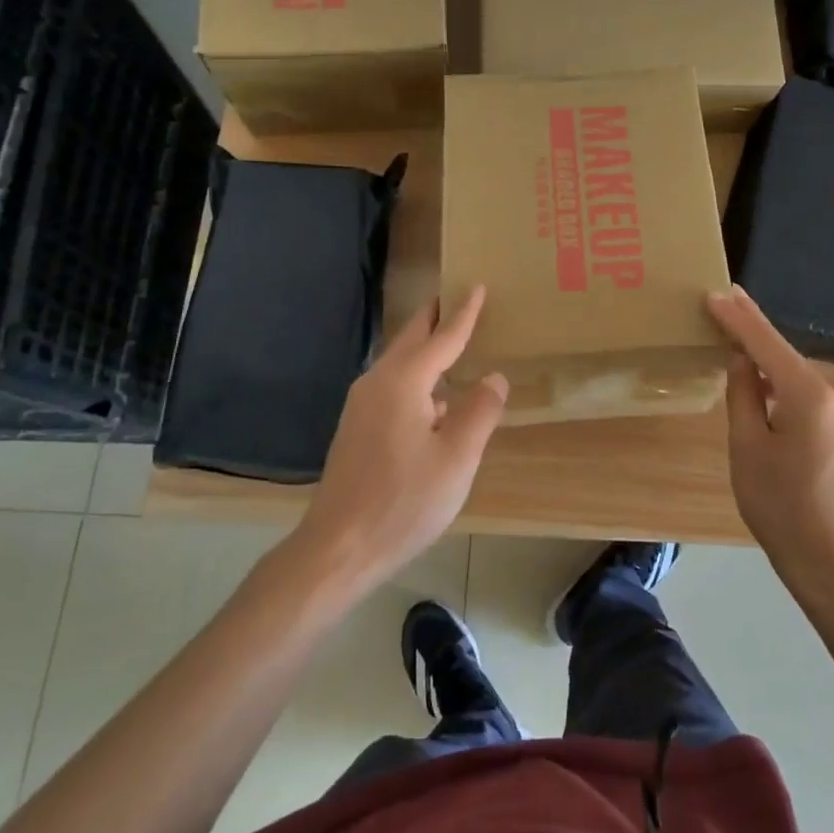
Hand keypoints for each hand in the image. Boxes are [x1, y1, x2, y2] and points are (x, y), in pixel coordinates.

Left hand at [289, 286, 506, 590]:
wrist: (339, 547)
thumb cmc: (404, 501)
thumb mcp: (457, 458)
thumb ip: (480, 412)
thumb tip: (494, 377)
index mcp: (404, 383)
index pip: (442, 338)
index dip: (463, 313)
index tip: (475, 285)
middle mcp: (377, 383)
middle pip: (411, 340)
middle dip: (434, 318)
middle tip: (456, 298)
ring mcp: (361, 406)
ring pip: (399, 363)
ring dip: (424, 348)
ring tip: (451, 341)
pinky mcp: (356, 428)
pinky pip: (392, 385)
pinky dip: (416, 375)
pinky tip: (433, 397)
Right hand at [706, 286, 833, 594]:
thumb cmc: (781, 508)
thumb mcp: (747, 448)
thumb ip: (743, 392)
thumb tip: (743, 357)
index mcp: (811, 394)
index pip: (766, 342)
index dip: (738, 317)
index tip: (715, 292)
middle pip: (786, 354)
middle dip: (754, 341)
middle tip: (720, 321)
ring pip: (800, 371)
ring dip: (772, 366)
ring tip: (738, 361)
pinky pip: (816, 389)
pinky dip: (790, 384)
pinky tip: (769, 393)